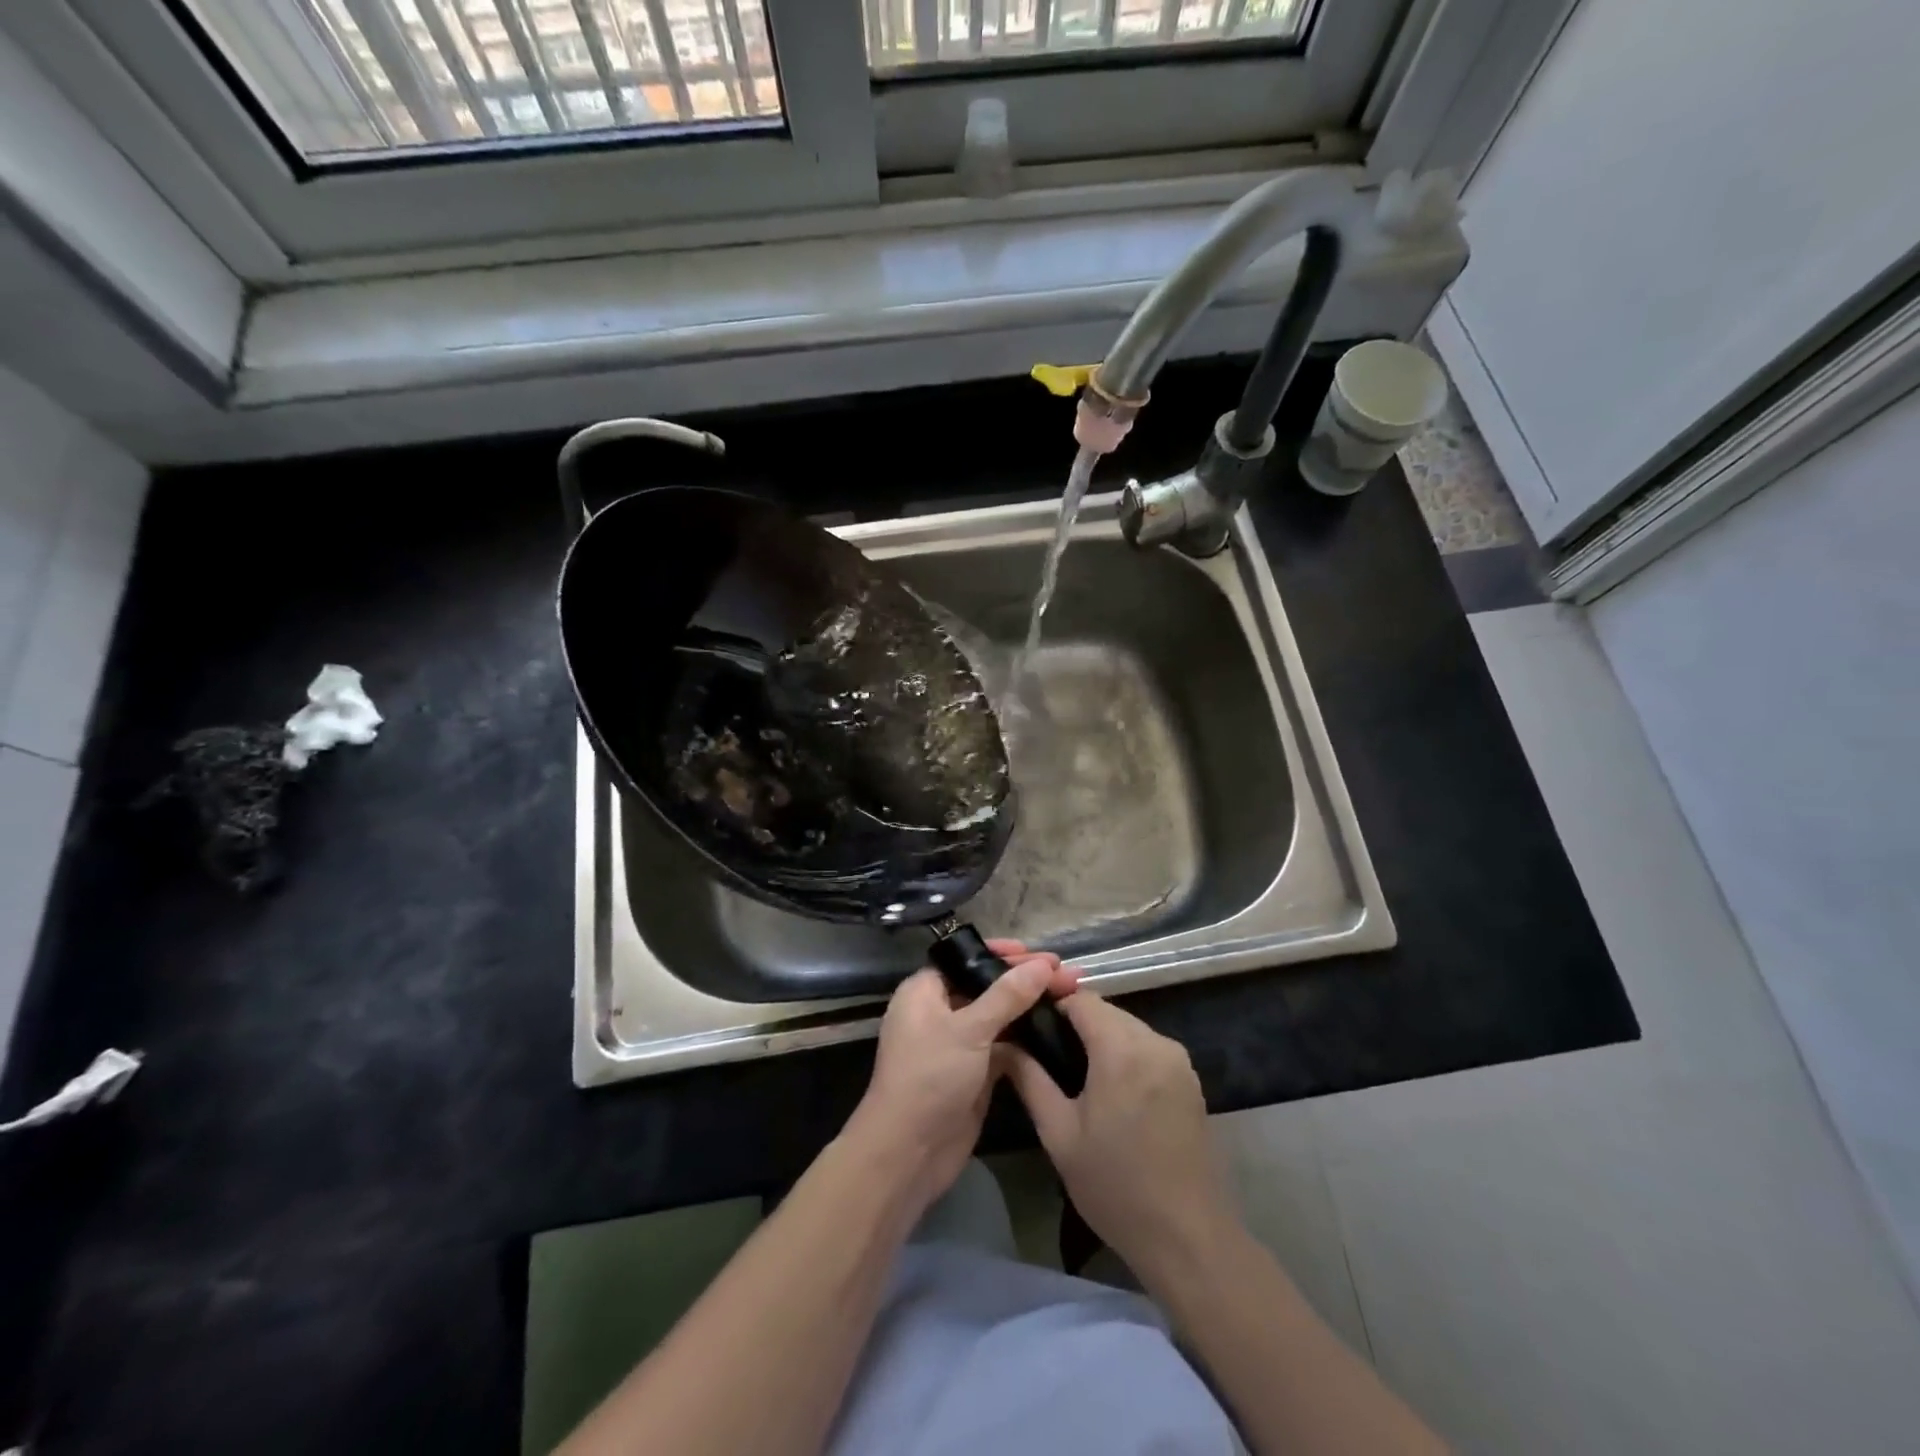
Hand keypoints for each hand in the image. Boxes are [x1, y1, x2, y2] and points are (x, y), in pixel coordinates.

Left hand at [845, 941, 1079, 1215]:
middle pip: (987, 986)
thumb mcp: (969, 1030)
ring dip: (1030, 1008)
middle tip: (1067, 976)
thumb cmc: (929, 1078)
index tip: (1039, 954)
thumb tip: (1043, 965)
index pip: (966, 959)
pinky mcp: (974, 1074)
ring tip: (1070, 996)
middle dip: (1025, 980)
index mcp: (925, 991)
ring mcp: (957, 1045)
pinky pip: (1004, 1047)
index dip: (1002, 955)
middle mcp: (939, 1012)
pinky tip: (1056, 1030)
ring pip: (999, 1017)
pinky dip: (1027, 1039)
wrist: (908, 1154)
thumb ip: (1007, 995)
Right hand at [1007, 991, 1234, 1275]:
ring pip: (1129, 1027)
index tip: (1029, 1026)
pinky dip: (1126, 1054)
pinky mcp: (1191, 1079)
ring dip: (1102, 1038)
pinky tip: (1111, 1089)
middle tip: (1047, 1054)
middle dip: (1076, 1023)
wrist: (1187, 1237)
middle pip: (1107, 1011)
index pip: (1081, 999)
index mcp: (1121, 1049)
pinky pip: (1149, 1047)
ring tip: (1075, 1073)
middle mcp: (1155, 1042)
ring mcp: (1178, 1060)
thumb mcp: (1059, 1134)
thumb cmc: (1115, 1187)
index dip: (1052, 1005)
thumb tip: (1003, 1045)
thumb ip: (1030, 1079)